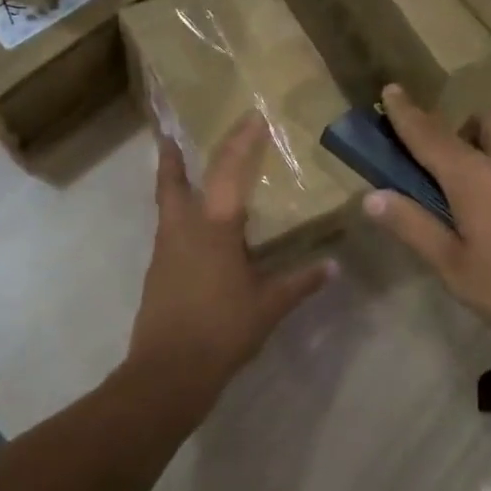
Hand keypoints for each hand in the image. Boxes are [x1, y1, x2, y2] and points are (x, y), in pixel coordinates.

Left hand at [127, 113, 336, 408]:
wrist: (168, 372)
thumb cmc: (222, 330)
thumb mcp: (268, 306)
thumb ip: (300, 282)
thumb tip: (333, 266)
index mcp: (214, 228)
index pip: (228, 171)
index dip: (241, 142)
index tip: (250, 118)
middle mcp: (184, 229)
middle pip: (171, 181)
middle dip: (171, 155)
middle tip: (170, 132)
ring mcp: (165, 250)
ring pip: (166, 204)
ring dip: (173, 183)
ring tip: (186, 172)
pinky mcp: (158, 272)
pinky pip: (169, 230)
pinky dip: (178, 216)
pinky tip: (195, 230)